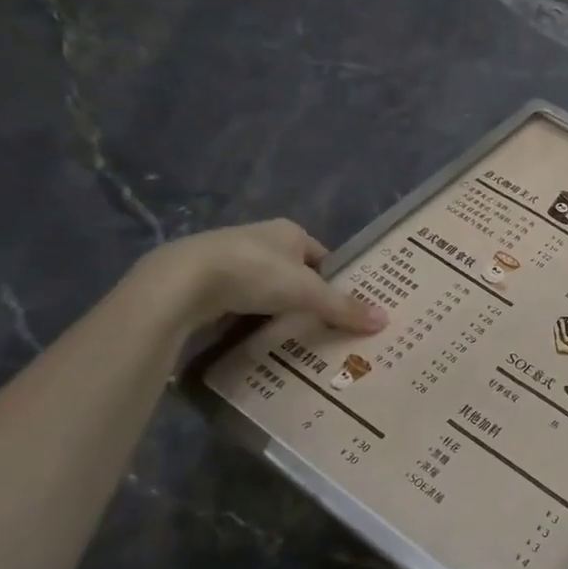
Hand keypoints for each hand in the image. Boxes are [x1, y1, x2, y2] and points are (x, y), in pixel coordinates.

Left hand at [131, 220, 388, 334]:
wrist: (182, 282)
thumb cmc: (254, 274)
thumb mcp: (306, 292)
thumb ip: (343, 307)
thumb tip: (385, 320)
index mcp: (289, 231)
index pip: (321, 255)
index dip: (333, 279)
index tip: (341, 307)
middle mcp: (260, 238)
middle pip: (293, 271)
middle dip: (304, 295)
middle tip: (319, 326)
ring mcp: (229, 257)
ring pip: (264, 286)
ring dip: (274, 307)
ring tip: (288, 336)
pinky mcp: (205, 279)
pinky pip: (237, 299)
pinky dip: (247, 315)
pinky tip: (252, 336)